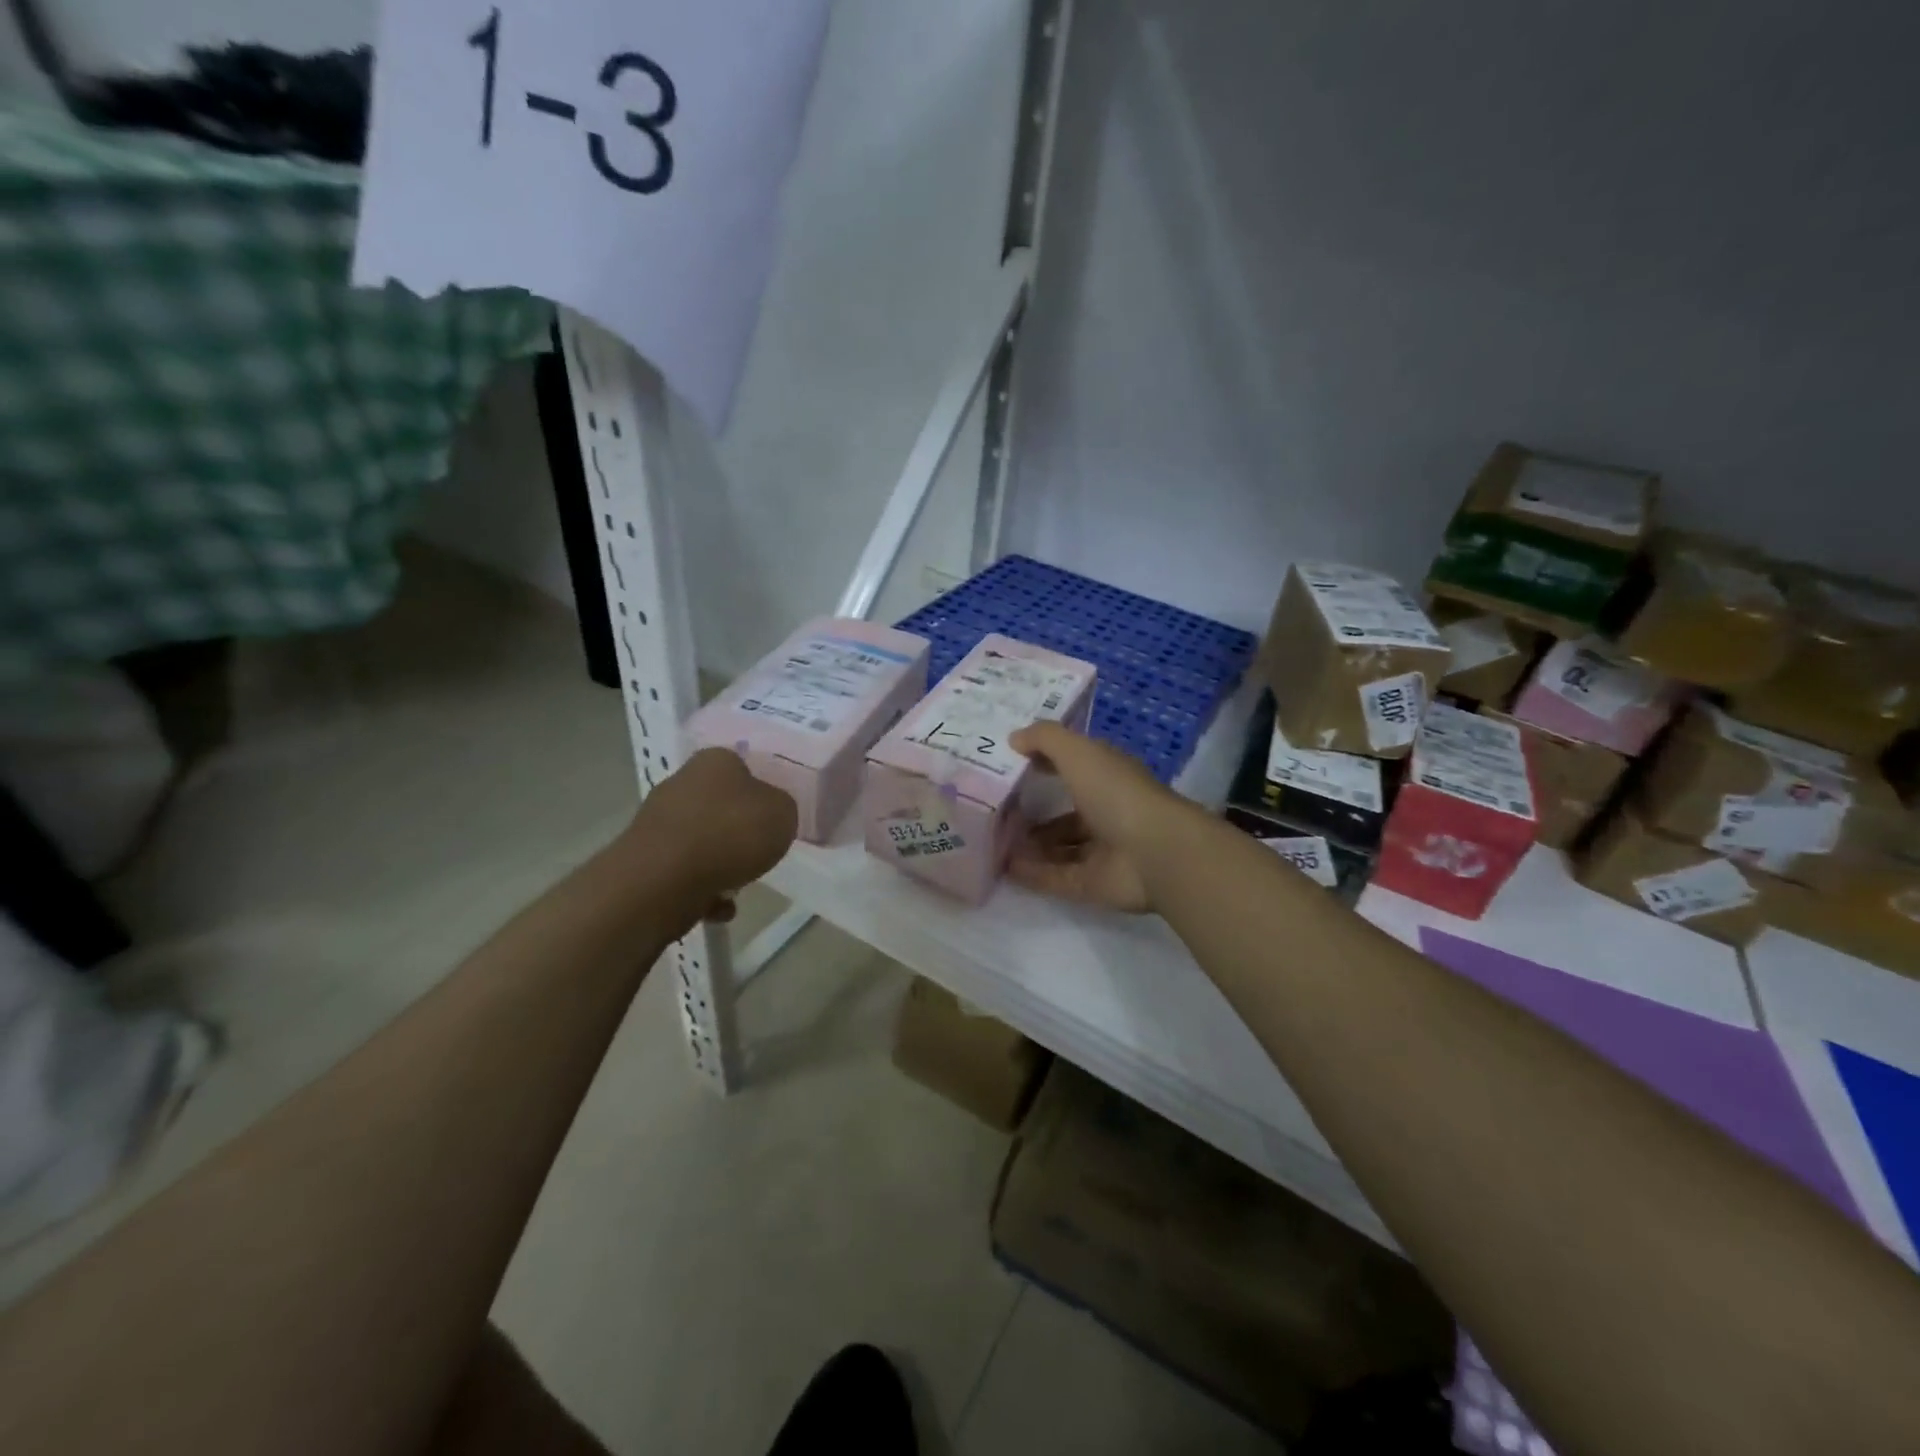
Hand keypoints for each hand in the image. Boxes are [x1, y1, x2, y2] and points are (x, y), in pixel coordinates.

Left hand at [627, 748, 798, 911]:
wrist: (664, 880)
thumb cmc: (731, 834)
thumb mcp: (783, 813)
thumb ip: (781, 808)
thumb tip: (768, 813)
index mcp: (715, 761)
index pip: (743, 769)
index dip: (761, 795)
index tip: (772, 821)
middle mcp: (682, 783)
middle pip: (721, 807)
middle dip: (738, 832)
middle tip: (759, 853)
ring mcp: (658, 822)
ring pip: (702, 842)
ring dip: (722, 864)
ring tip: (738, 885)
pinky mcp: (645, 859)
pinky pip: (686, 873)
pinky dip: (703, 889)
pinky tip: (718, 907)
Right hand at [1006, 722, 1189, 913]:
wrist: (1156, 853)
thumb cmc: (1118, 794)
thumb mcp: (1079, 752)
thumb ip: (1045, 739)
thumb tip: (1014, 738)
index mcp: (1108, 778)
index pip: (1073, 767)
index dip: (1044, 763)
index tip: (1008, 765)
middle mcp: (1107, 812)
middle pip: (1065, 813)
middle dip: (1033, 812)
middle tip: (995, 812)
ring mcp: (1101, 852)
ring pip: (1058, 848)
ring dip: (1029, 846)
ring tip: (992, 841)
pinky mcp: (1093, 884)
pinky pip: (1055, 877)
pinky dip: (1031, 873)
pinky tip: (1003, 868)